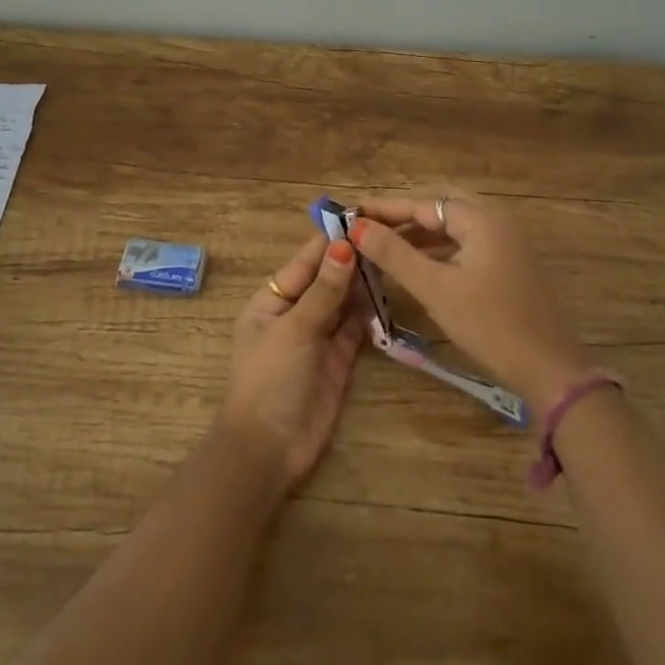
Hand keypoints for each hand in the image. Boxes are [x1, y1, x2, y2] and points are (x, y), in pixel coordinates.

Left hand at [216, 233, 364, 492]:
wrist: (269, 448)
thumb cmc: (270, 379)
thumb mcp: (295, 328)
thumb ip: (323, 289)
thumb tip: (344, 245)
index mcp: (272, 299)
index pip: (306, 261)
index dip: (331, 239)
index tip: (362, 216)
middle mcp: (295, 312)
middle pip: (327, 278)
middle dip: (353, 259)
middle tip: (390, 234)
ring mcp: (318, 336)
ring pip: (344, 300)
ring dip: (364, 282)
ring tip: (395, 256)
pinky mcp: (339, 358)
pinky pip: (356, 326)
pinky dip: (370, 311)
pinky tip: (389, 292)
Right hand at [349, 192, 594, 414]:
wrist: (547, 367)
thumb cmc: (488, 323)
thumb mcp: (435, 288)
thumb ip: (394, 254)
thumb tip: (357, 227)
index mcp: (481, 219)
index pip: (424, 204)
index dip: (385, 209)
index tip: (351, 212)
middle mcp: (497, 221)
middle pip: (441, 208)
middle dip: (404, 216)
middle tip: (369, 228)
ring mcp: (507, 243)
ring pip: (455, 228)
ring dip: (421, 234)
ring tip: (384, 247)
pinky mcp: (509, 264)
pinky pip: (467, 244)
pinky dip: (439, 250)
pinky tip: (418, 267)